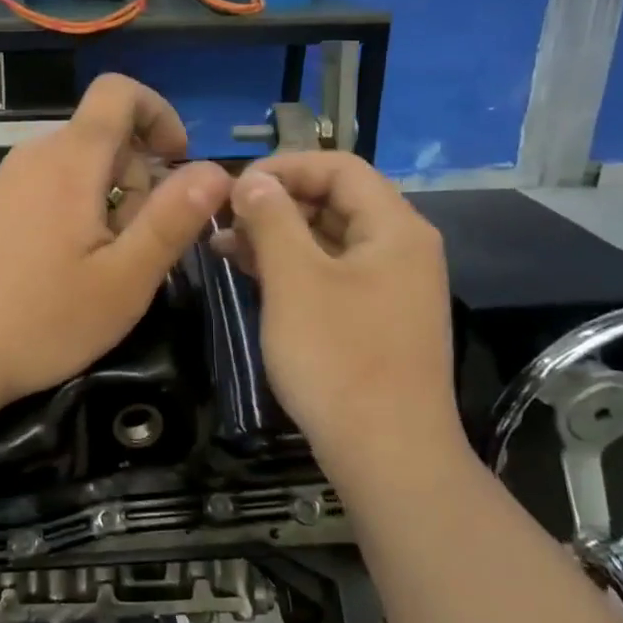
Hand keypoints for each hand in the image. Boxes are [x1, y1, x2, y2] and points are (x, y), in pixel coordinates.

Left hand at [0, 75, 232, 412]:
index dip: (159, 113)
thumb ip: (173, 219)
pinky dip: (73, 212)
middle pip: (103, 136)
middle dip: (137, 178)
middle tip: (134, 247)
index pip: (119, 92)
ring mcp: (4, 181)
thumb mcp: (124, 279)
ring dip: (106, 202)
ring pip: (77, 167)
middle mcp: (34, 156)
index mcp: (70, 160)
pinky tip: (61, 270)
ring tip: (98, 266)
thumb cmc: (41, 320)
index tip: (175, 164)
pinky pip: (47, 188)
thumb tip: (218, 169)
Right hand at [218, 152, 462, 473]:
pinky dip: (292, 268)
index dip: (285, 167)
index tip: (234, 186)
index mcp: (394, 228)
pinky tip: (251, 274)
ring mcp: (390, 287)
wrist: (388, 455)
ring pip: (328, 241)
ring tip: (222, 245)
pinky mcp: (375, 320)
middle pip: (335, 201)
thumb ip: (272, 219)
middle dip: (275, 203)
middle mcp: (400, 249)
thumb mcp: (295, 280)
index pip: (340, 168)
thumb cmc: (338, 358)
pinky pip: (331, 275)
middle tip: (222, 218)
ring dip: (277, 236)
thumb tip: (251, 179)